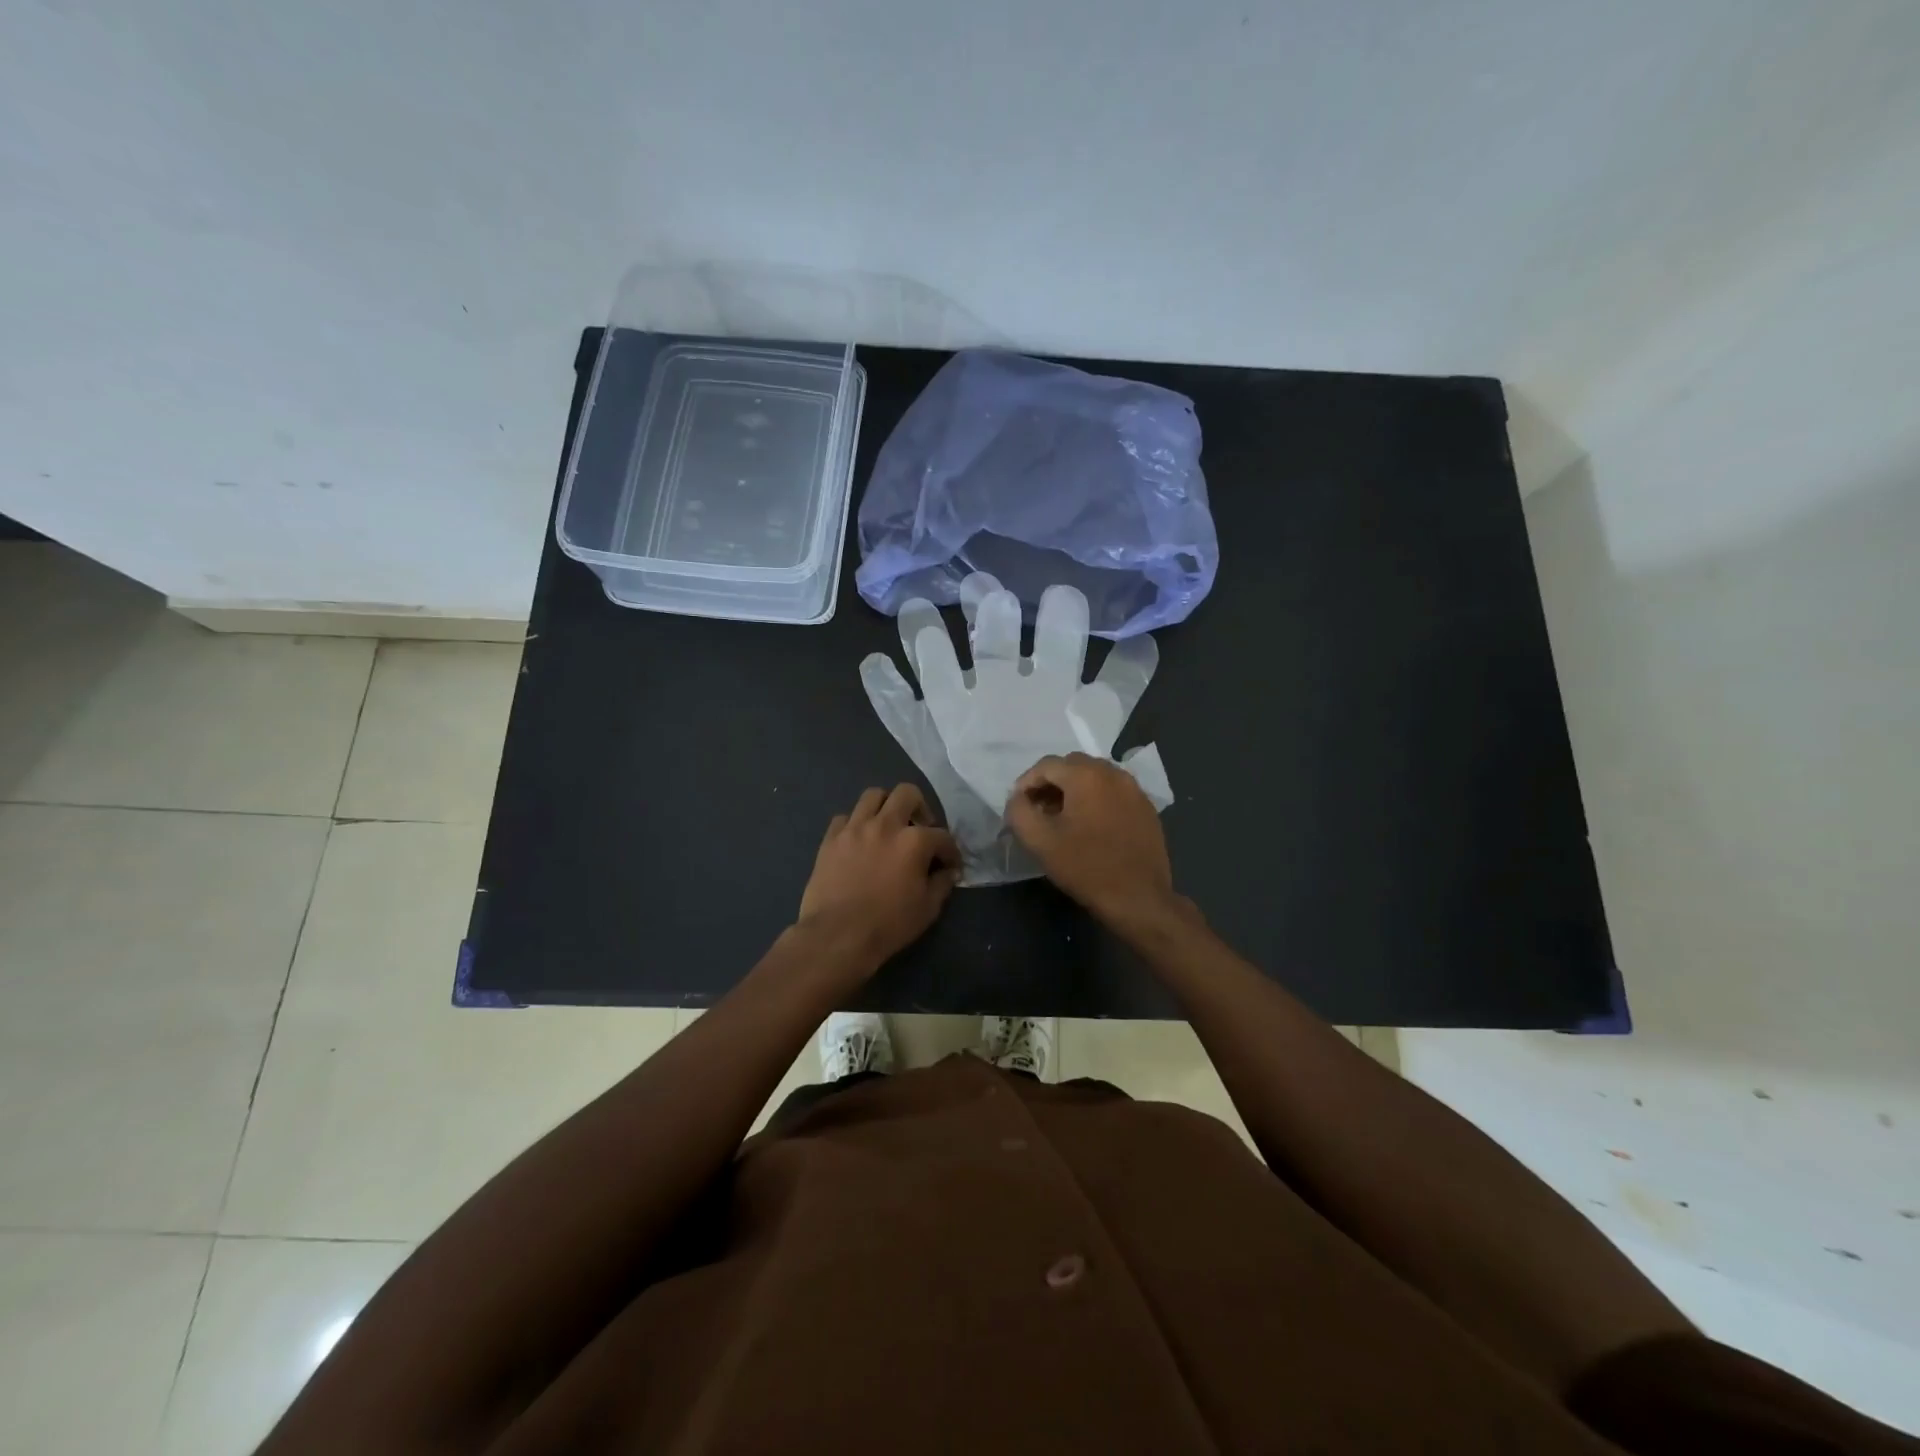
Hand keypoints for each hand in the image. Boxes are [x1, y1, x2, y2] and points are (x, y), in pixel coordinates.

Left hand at [797, 784, 959, 971]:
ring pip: (873, 796)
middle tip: (920, 829)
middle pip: (907, 793)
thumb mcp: (927, 909)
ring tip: (889, 826)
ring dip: (886, 806)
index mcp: (914, 841)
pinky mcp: (831, 838)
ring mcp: (855, 828)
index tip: (950, 865)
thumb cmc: (888, 924)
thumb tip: (948, 872)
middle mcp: (885, 824)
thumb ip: (941, 884)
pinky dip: (856, 824)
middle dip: (920, 808)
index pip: (942, 836)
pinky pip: (845, 818)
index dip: (950, 851)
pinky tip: (860, 840)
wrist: (837, 936)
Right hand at [1005, 753, 1180, 928]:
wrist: (1138, 898)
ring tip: (1063, 818)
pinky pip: (1114, 791)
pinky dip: (1096, 799)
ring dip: (1074, 789)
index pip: (1046, 765)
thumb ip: (1019, 811)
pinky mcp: (1146, 807)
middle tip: (1039, 810)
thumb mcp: (1039, 841)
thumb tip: (1017, 799)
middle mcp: (1113, 772)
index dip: (1026, 783)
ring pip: (1095, 776)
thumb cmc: (1085, 867)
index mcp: (1086, 775)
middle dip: (1051, 783)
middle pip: (1072, 765)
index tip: (1019, 807)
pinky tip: (1091, 826)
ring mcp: (1134, 789)